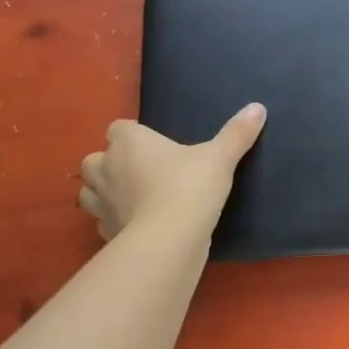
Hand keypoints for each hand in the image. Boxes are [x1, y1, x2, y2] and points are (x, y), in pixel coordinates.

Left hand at [78, 104, 266, 241]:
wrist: (169, 240)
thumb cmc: (190, 187)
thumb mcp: (220, 158)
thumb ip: (237, 133)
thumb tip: (258, 108)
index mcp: (129, 142)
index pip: (119, 128)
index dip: (134, 136)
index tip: (155, 146)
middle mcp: (106, 168)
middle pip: (95, 159)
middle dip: (110, 164)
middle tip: (141, 172)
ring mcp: (101, 203)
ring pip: (90, 192)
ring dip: (105, 193)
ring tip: (133, 198)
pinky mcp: (105, 233)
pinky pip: (104, 222)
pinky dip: (116, 222)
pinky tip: (137, 226)